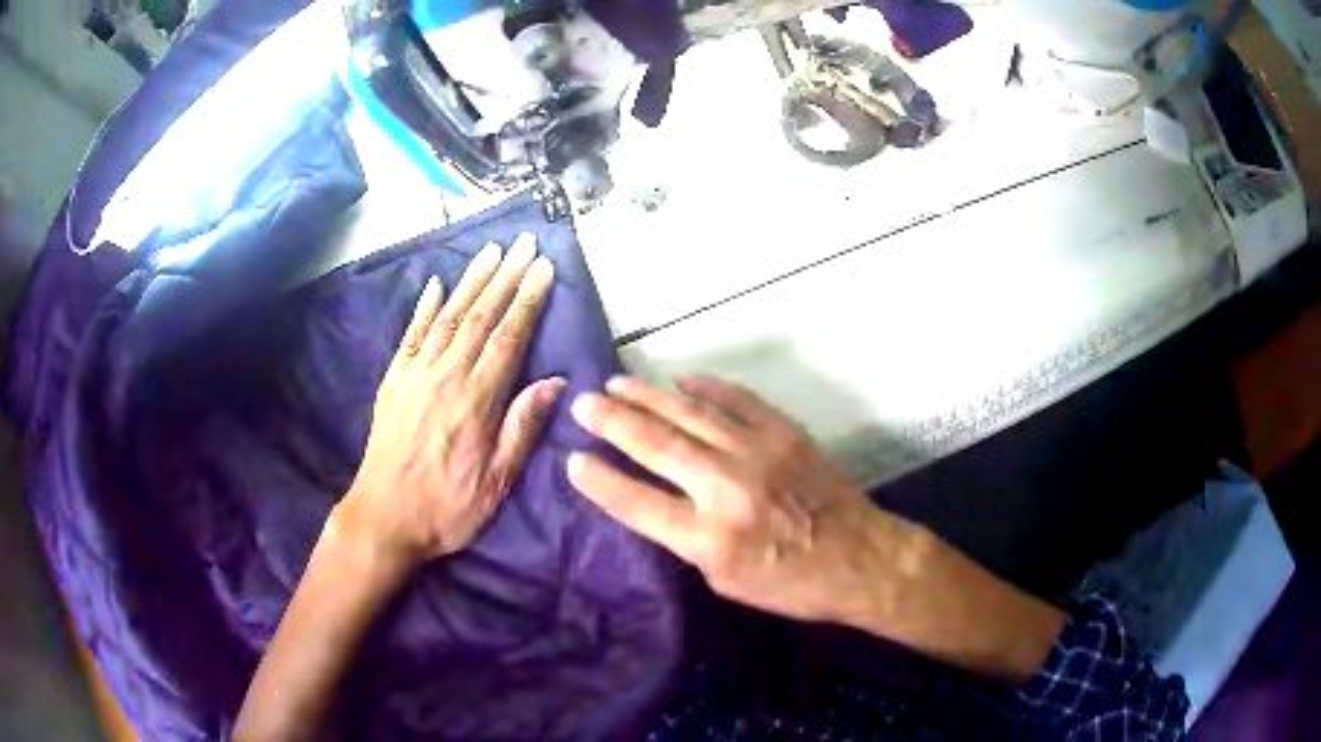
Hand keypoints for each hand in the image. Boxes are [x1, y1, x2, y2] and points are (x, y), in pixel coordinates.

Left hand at [341, 234, 563, 570]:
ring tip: (492, 251)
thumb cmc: (448, 508)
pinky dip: (425, 306)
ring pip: (448, 316)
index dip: (528, 301)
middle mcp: (445, 377)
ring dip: (471, 280)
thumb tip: (554, 382)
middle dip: (506, 277)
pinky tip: (436, 283)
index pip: (508, 339)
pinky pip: (411, 334)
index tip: (544, 269)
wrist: (385, 517)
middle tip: (525, 243)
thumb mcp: (497, 482)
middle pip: (480, 317)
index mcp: (475, 402)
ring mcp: (415, 374)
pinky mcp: (393, 380)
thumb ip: (523, 428)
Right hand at [566, 375, 928, 627]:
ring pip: (688, 414)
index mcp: (708, 538)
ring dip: (646, 397)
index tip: (572, 460)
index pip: (635, 502)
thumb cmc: (791, 584)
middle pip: (654, 445)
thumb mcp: (725, 581)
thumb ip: (687, 539)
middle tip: (583, 404)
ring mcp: (756, 452)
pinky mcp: (783, 431)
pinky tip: (679, 380)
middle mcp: (725, 488)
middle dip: (611, 422)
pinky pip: (735, 399)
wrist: (861, 558)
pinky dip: (704, 386)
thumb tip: (657, 500)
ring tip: (615, 384)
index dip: (598, 480)